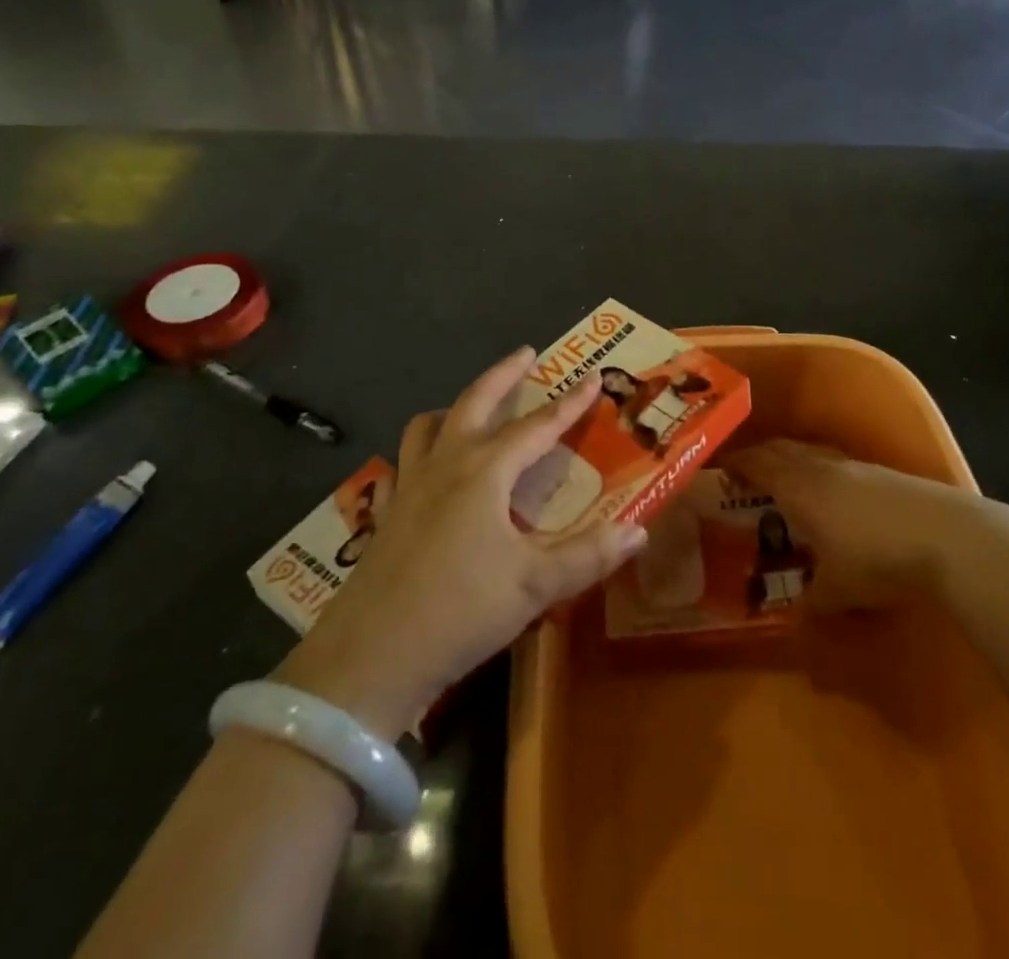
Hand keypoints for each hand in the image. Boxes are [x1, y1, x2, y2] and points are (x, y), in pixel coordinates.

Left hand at [274, 349, 646, 738]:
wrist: (370, 656)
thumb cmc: (459, 611)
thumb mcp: (534, 586)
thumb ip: (588, 555)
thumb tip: (638, 530)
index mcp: (485, 472)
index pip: (538, 426)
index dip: (569, 403)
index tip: (592, 378)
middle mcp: (446, 464)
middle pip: (476, 402)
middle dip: (504, 374)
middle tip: (525, 353)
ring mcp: (411, 485)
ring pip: (429, 424)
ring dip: (456, 406)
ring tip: (475, 407)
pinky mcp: (389, 511)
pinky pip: (406, 459)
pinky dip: (423, 448)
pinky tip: (430, 467)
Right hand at [727, 439, 961, 610]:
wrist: (946, 535)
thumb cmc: (877, 558)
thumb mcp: (838, 591)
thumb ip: (811, 604)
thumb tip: (795, 621)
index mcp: (799, 487)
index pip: (758, 464)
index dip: (737, 463)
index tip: (720, 468)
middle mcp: (821, 468)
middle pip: (781, 450)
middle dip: (760, 457)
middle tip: (746, 474)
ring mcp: (854, 466)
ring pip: (810, 454)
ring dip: (792, 462)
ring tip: (786, 483)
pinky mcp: (881, 473)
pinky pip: (835, 463)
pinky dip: (820, 472)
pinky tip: (831, 495)